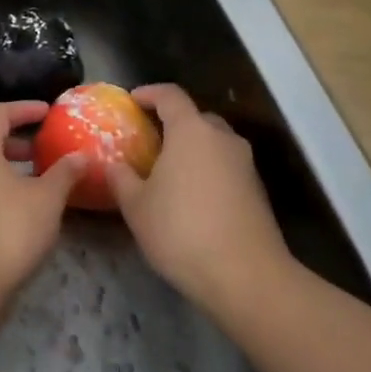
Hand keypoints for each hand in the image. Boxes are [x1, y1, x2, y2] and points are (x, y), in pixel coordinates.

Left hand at [0, 101, 86, 301]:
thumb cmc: (10, 228)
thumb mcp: (47, 198)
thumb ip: (65, 172)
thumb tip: (81, 156)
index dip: (25, 109)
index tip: (49, 112)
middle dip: (19, 141)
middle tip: (46, 148)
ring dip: (12, 167)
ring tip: (41, 179)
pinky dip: (3, 187)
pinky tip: (26, 207)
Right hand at [104, 84, 296, 317]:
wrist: (246, 277)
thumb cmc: (181, 231)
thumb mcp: (137, 207)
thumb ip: (121, 179)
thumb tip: (113, 165)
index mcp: (191, 131)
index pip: (170, 95)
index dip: (149, 93)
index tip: (132, 101)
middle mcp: (222, 138)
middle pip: (196, 117)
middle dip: (172, 123)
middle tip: (149, 140)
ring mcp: (245, 164)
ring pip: (214, 144)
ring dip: (192, 149)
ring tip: (168, 171)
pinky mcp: (257, 191)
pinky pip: (226, 167)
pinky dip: (207, 171)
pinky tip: (191, 197)